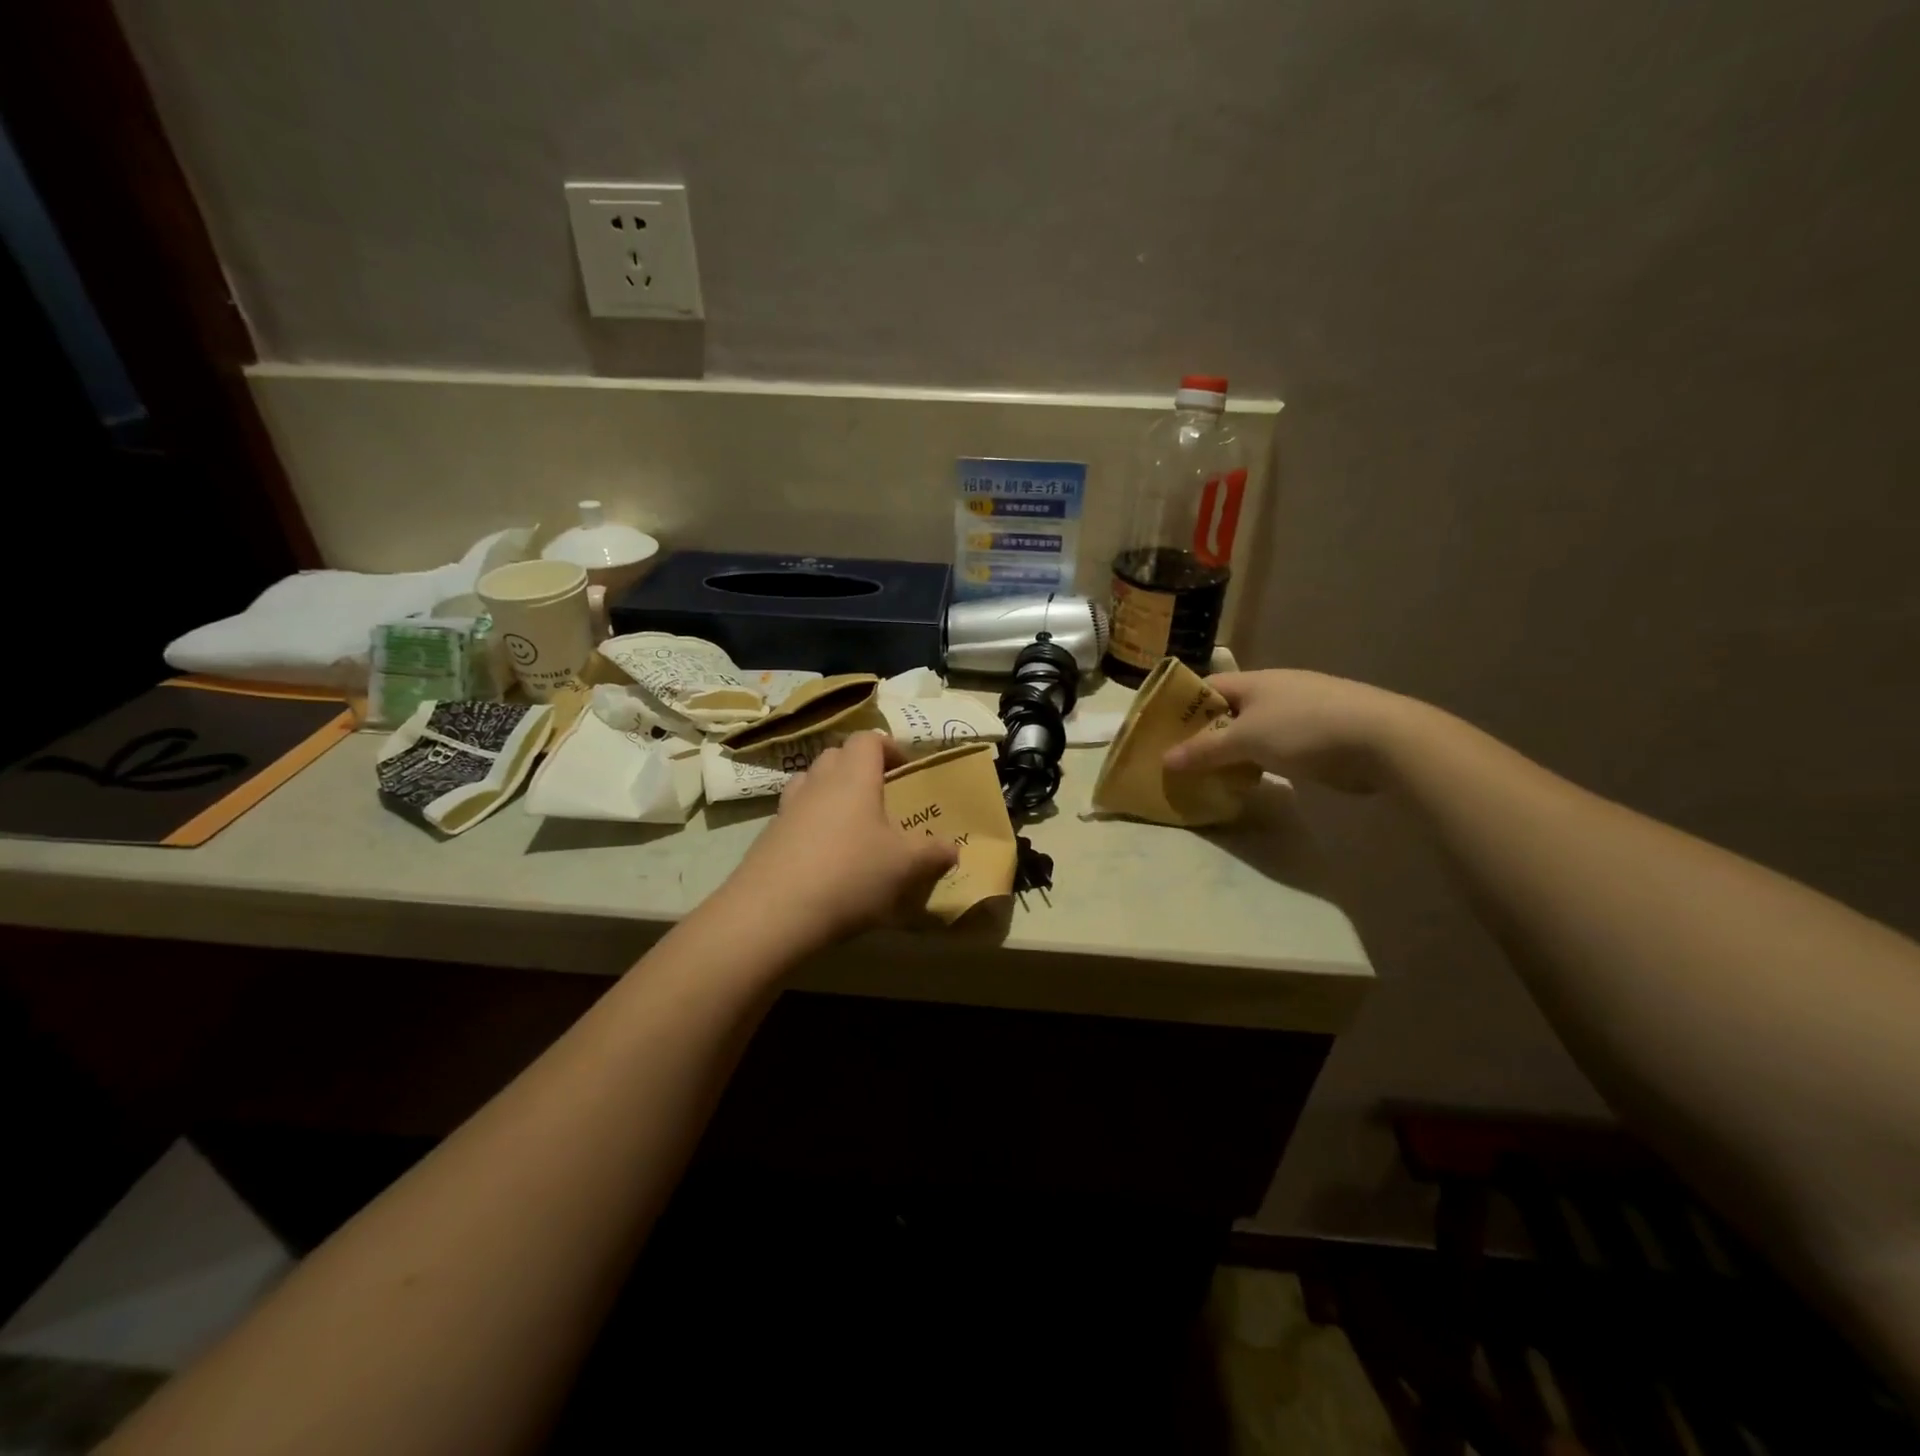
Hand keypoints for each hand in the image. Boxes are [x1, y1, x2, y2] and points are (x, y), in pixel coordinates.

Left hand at [719, 733, 958, 947]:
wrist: (772, 913)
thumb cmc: (849, 875)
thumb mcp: (905, 868)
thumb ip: (933, 853)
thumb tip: (952, 848)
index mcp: (853, 776)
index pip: (868, 739)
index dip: (889, 748)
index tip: (905, 771)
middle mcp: (818, 782)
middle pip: (837, 756)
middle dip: (860, 770)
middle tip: (881, 799)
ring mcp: (787, 808)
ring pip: (812, 784)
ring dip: (832, 795)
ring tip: (852, 827)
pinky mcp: (768, 836)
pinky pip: (795, 816)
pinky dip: (812, 825)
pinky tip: (825, 859)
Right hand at [1161, 669, 1416, 793]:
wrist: (1382, 739)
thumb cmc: (1304, 728)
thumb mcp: (1246, 740)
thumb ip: (1205, 750)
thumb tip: (1165, 759)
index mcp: (1255, 680)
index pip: (1208, 686)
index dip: (1184, 705)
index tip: (1164, 731)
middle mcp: (1276, 689)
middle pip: (1230, 709)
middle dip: (1207, 731)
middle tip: (1183, 759)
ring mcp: (1302, 710)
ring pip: (1255, 728)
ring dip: (1235, 749)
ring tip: (1213, 773)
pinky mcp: (1322, 733)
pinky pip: (1278, 744)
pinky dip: (1261, 759)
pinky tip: (1254, 778)